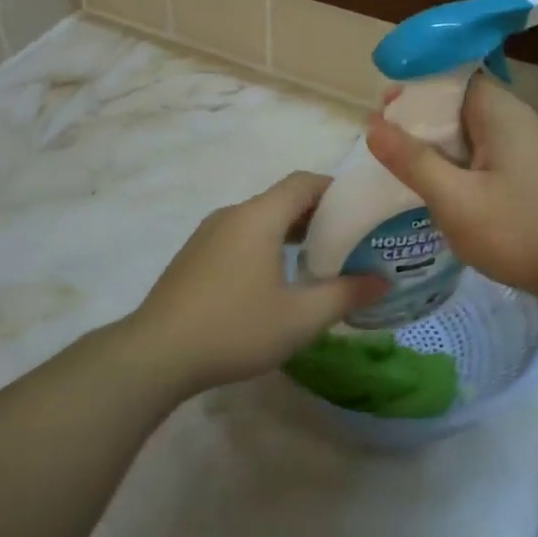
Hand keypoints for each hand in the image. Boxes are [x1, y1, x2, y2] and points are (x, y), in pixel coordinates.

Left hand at [129, 172, 389, 390]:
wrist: (156, 353)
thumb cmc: (234, 328)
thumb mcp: (300, 318)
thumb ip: (345, 295)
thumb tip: (381, 281)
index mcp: (259, 217)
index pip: (303, 182)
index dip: (335, 189)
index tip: (360, 209)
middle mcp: (232, 215)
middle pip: (282, 199)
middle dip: (317, 214)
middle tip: (349, 240)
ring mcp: (208, 234)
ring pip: (259, 220)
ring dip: (290, 232)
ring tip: (318, 261)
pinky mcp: (194, 256)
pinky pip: (239, 236)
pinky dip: (265, 245)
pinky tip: (275, 281)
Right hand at [366, 75, 537, 313]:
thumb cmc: (521, 231)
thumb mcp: (455, 199)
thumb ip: (412, 161)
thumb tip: (373, 125)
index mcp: (498, 112)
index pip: (451, 76)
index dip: (414, 87)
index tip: (384, 111)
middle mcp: (515, 120)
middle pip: (458, 104)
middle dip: (420, 120)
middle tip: (385, 145)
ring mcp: (526, 150)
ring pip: (470, 134)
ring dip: (438, 147)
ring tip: (404, 169)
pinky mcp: (530, 177)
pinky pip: (484, 158)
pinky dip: (457, 167)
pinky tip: (440, 192)